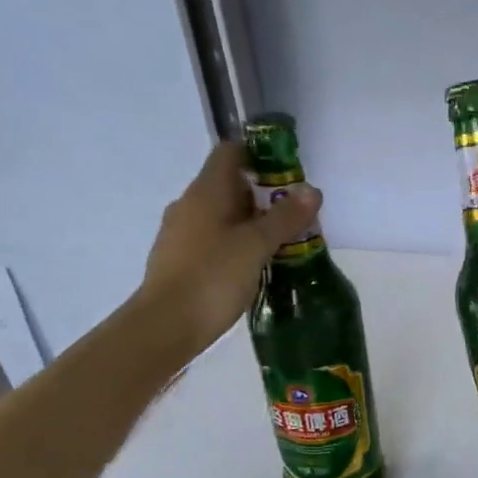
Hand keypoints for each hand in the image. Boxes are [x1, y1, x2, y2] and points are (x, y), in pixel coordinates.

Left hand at [141, 141, 320, 353]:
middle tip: (295, 216)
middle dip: (264, 196)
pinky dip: (236, 245)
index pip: (231, 152)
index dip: (260, 155)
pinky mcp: (180, 260)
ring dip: (252, 224)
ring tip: (283, 244)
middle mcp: (189, 205)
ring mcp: (181, 233)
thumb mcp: (257, 245)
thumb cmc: (213, 276)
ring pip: (223, 216)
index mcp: (206, 191)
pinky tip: (255, 267)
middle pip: (230, 185)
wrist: (166, 325)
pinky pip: (214, 240)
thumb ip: (285, 217)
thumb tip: (312, 190)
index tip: (288, 175)